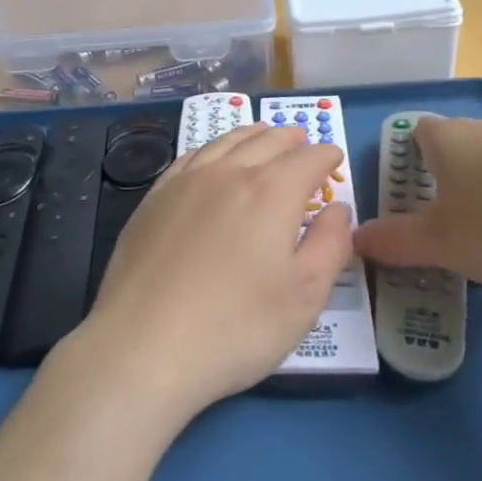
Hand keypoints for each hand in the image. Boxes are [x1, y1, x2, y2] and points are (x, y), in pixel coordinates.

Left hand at [80, 123, 350, 419]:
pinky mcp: (155, 198)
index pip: (308, 159)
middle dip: (291, 139)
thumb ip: (330, 246)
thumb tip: (337, 209)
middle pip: (267, 141)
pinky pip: (191, 156)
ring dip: (253, 135)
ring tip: (264, 135)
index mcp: (272, 192)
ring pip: (227, 142)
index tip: (334, 158)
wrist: (143, 345)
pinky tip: (213, 157)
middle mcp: (229, 172)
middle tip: (303, 141)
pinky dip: (213, 148)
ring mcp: (186, 181)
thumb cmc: (236, 327)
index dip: (326, 156)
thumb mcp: (304, 297)